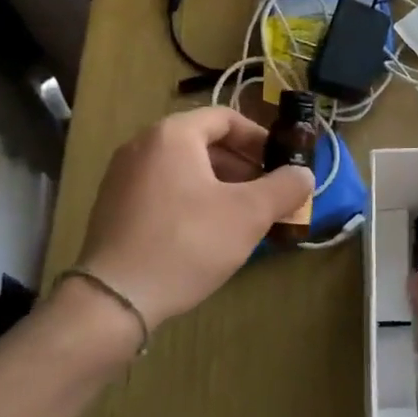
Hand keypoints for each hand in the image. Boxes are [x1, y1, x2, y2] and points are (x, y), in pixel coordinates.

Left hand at [73, 107, 314, 328]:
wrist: (115, 298)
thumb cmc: (188, 243)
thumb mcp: (249, 214)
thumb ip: (284, 188)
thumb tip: (304, 175)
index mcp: (173, 134)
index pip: (225, 118)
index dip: (259, 137)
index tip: (281, 163)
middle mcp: (142, 145)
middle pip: (203, 142)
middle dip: (242, 165)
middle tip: (268, 192)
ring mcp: (122, 175)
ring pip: (183, 168)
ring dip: (219, 184)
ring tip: (243, 215)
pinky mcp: (113, 206)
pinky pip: (162, 188)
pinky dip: (191, 198)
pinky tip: (207, 232)